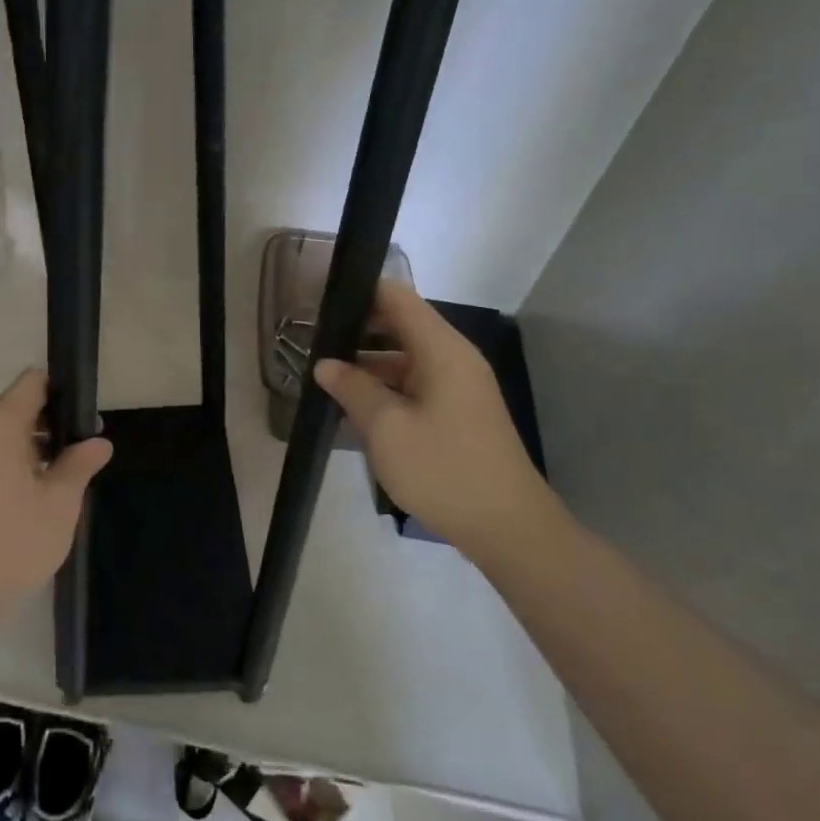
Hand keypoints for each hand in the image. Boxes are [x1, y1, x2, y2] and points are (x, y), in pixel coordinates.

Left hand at [0, 370, 112, 621]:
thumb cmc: (11, 542)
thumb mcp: (59, 505)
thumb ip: (79, 465)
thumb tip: (99, 441)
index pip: (32, 383)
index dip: (62, 391)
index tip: (84, 416)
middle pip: (15, 409)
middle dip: (50, 425)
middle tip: (82, 452)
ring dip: (30, 449)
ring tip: (59, 479)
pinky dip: (8, 467)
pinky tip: (28, 499)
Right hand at [314, 280, 557, 563]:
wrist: (509, 529)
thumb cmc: (443, 470)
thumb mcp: (386, 428)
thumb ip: (352, 388)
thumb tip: (325, 364)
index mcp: (441, 349)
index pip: (395, 296)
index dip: (357, 291)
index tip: (317, 301)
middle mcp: (453, 358)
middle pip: (400, 323)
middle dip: (356, 328)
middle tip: (311, 340)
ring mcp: (458, 386)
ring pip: (405, 356)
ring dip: (367, 362)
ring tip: (323, 373)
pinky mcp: (458, 412)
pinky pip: (415, 383)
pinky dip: (385, 385)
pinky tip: (354, 404)